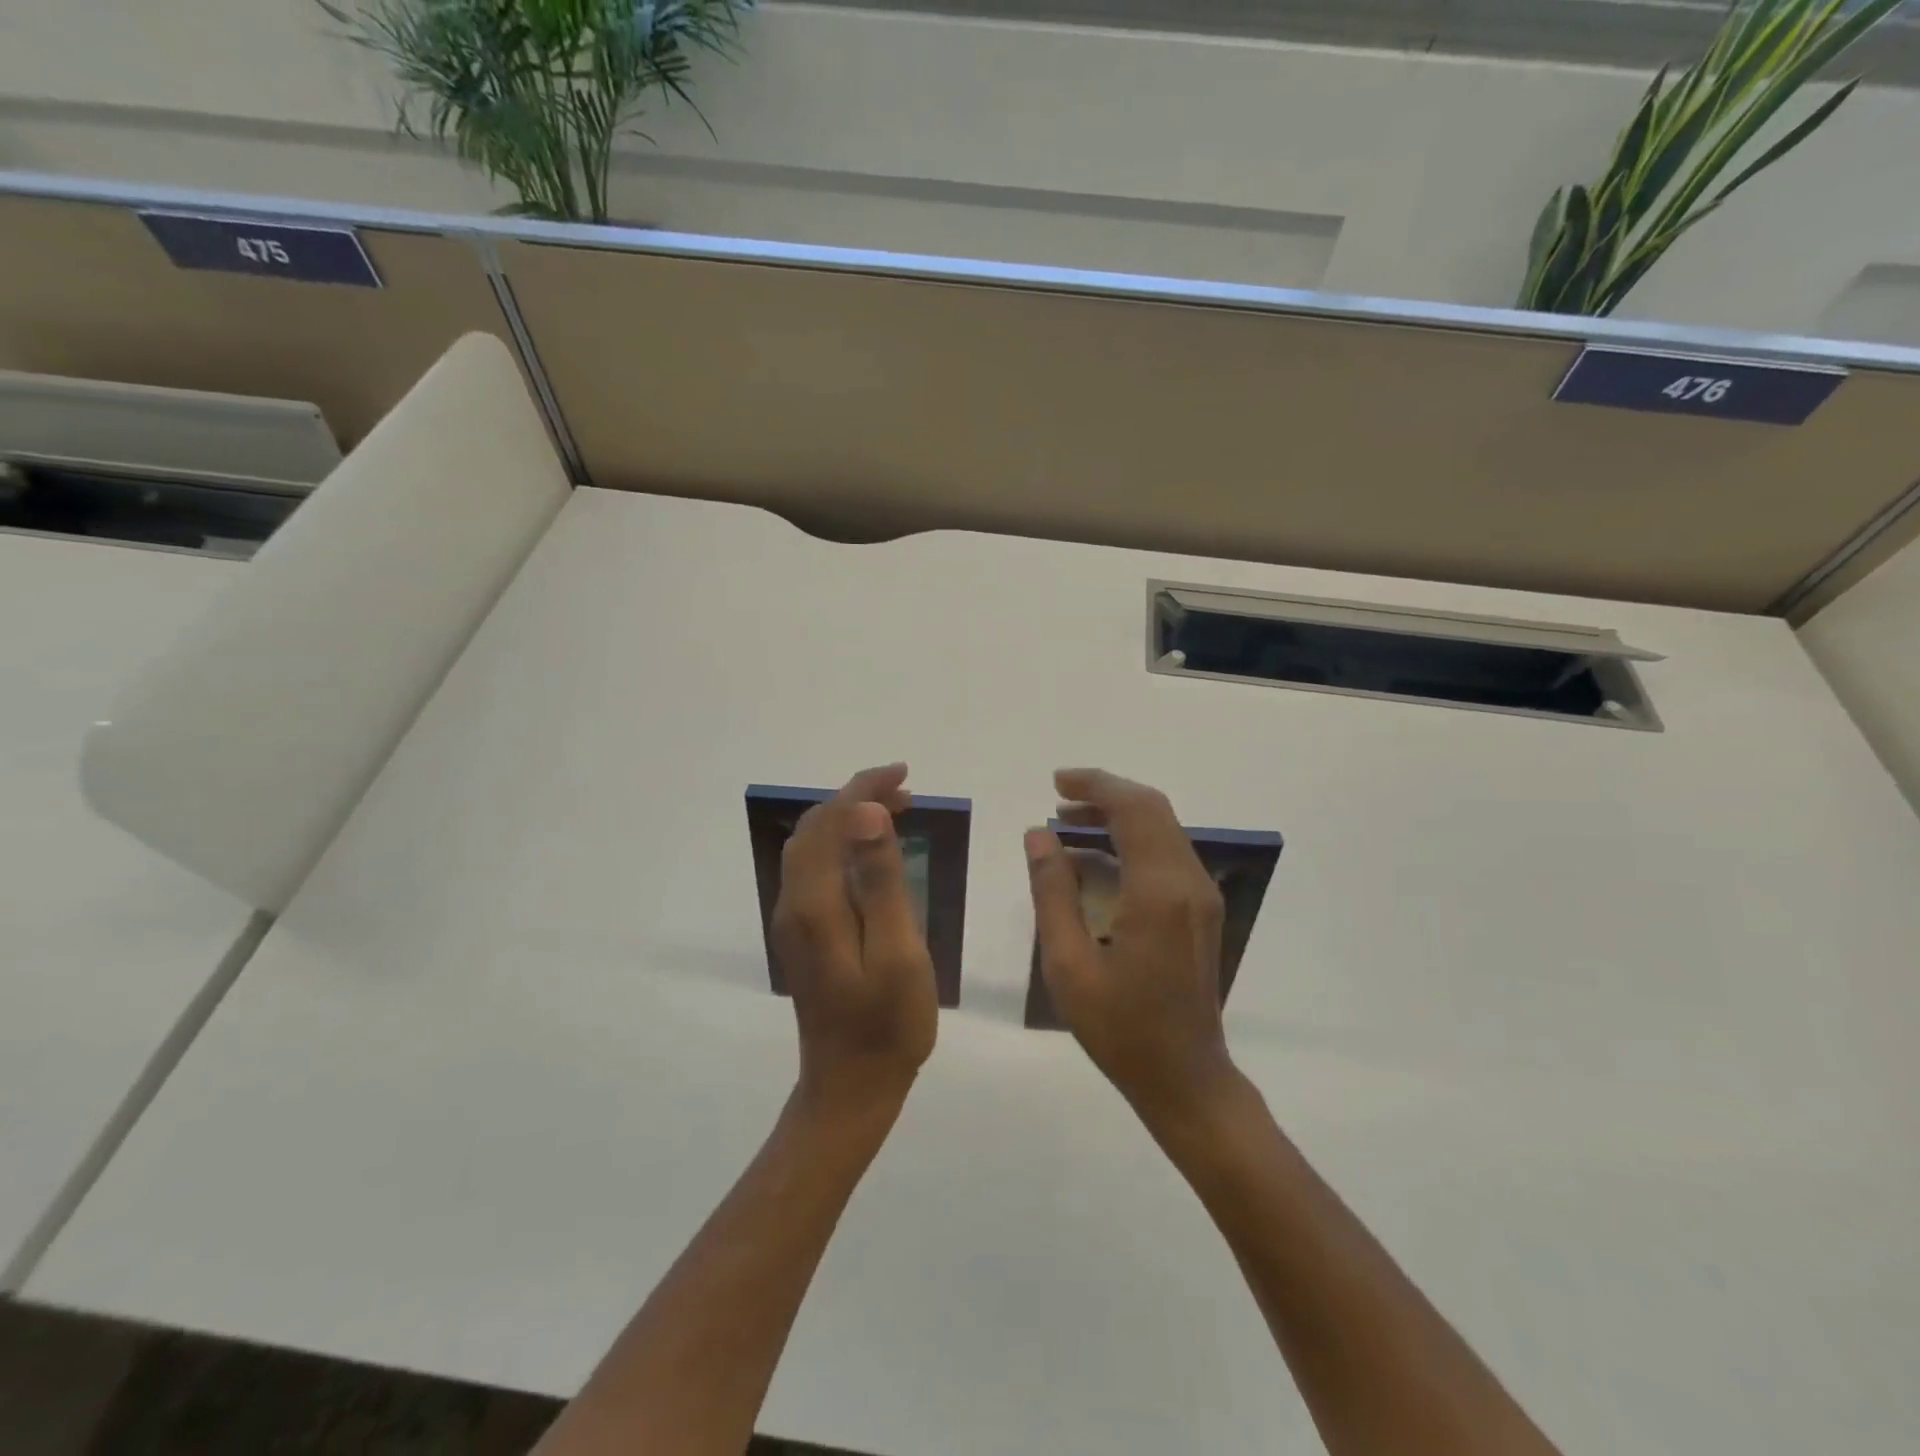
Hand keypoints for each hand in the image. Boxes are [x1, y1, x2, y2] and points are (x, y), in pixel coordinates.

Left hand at [772, 763, 937, 1113]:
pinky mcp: (804, 936)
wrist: (851, 1087)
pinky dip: (843, 845)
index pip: (830, 823)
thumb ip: (881, 881)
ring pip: (813, 848)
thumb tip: (866, 813)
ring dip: (849, 820)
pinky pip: (817, 870)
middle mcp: (795, 904)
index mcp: (816, 904)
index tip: (902, 774)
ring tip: (897, 810)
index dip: (863, 790)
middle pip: (815, 830)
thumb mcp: (898, 951)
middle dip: (856, 798)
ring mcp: (795, 922)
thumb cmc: (887, 1024)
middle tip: (905, 790)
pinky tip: (873, 853)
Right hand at [1026, 768, 1237, 1128]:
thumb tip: (1038, 836)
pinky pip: (1166, 854)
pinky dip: (1131, 841)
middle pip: (1153, 810)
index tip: (1056, 782)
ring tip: (1067, 824)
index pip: (1134, 810)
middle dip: (1105, 794)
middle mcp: (1189, 882)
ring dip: (1118, 817)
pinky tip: (1094, 859)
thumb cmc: (1120, 1028)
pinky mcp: (1201, 910)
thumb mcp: (1068, 964)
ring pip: (1163, 829)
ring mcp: (1201, 896)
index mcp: (1158, 892)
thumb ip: (1051, 892)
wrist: (1185, 1077)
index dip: (1096, 786)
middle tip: (1058, 798)